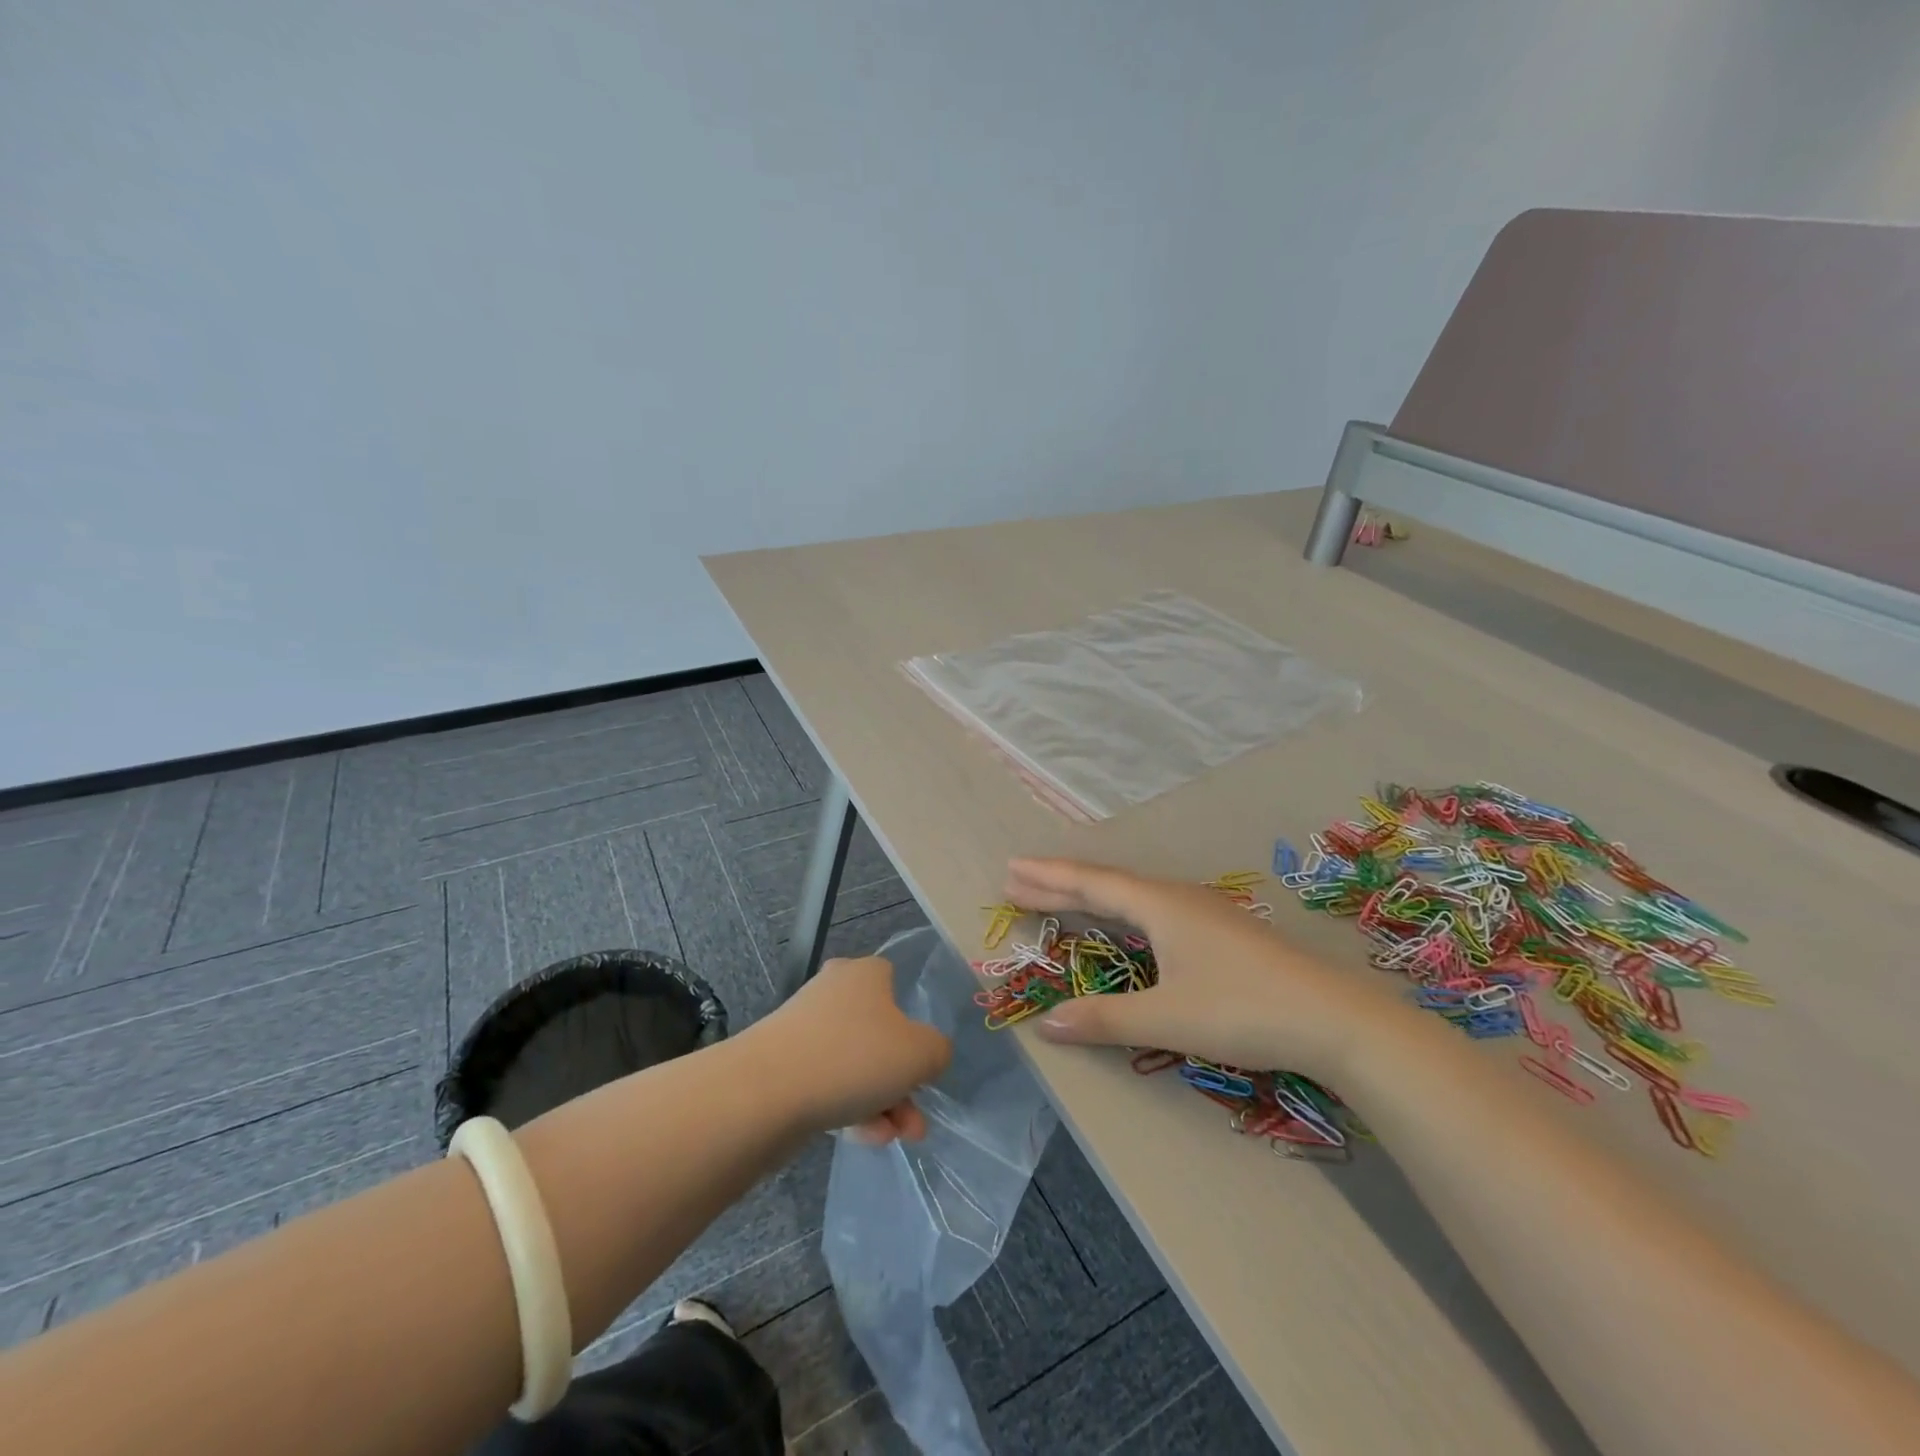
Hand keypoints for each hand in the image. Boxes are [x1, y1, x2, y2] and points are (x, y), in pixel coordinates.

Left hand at [757, 956, 952, 1143]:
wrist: (766, 1092)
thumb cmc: (854, 1057)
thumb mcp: (920, 1053)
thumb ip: (937, 1051)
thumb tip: (928, 1055)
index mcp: (865, 974)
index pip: (895, 982)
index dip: (913, 1022)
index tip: (920, 1057)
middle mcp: (834, 992)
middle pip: (878, 1033)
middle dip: (901, 1080)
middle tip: (915, 1118)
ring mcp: (804, 1029)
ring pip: (855, 1064)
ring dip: (881, 1101)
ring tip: (896, 1137)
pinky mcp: (783, 1065)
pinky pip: (828, 1084)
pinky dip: (850, 1109)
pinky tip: (865, 1138)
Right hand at [1004, 858, 1414, 1085]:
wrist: (1333, 1019)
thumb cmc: (1242, 1010)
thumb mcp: (1166, 1018)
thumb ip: (1104, 1019)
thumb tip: (1045, 1022)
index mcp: (1159, 905)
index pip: (1090, 883)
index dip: (1048, 878)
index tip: (1012, 870)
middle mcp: (1177, 898)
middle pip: (1107, 884)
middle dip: (1061, 884)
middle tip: (1019, 881)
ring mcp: (1203, 912)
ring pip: (1133, 896)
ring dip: (1092, 897)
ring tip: (1061, 898)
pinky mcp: (1221, 932)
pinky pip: (1153, 909)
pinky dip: (1122, 911)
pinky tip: (1128, 924)